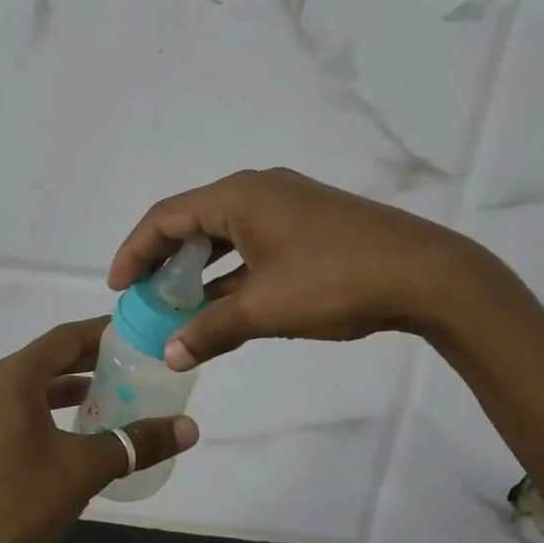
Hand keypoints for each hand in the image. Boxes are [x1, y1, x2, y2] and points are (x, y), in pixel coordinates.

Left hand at [0, 317, 198, 542]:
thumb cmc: (16, 507)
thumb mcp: (84, 470)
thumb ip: (137, 442)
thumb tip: (190, 427)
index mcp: (11, 378)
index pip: (66, 337)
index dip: (104, 333)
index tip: (137, 334)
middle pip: (46, 359)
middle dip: (90, 361)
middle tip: (133, 365)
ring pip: (28, 388)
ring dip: (67, 389)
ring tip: (109, 398)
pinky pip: (11, 411)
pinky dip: (44, 412)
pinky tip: (69, 436)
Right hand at [109, 168, 492, 369]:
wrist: (425, 273)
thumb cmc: (334, 281)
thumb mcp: (266, 309)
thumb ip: (211, 329)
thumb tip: (170, 353)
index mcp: (238, 196)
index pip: (166, 216)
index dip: (134, 250)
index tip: (118, 288)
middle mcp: (259, 189)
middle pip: (193, 219)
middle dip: (164, 259)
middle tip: (145, 297)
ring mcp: (289, 203)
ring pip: (226, 232)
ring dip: (199, 266)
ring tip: (180, 303)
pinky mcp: (311, 221)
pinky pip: (254, 240)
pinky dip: (233, 268)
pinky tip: (228, 300)